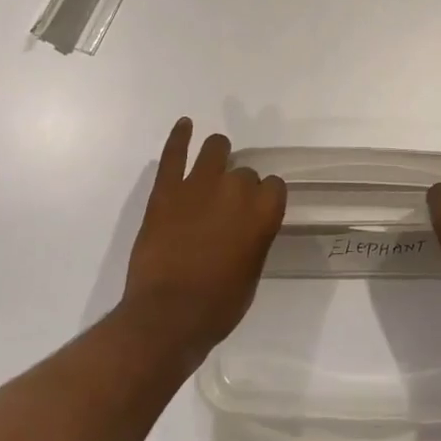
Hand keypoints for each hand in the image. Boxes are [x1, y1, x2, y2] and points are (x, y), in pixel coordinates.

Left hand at [122, 119, 286, 362]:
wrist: (168, 316)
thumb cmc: (217, 306)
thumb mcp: (251, 273)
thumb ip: (254, 239)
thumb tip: (245, 227)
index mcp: (263, 212)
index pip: (273, 187)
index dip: (263, 199)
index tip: (254, 213)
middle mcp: (236, 189)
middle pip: (244, 173)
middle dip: (238, 187)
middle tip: (224, 210)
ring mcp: (199, 185)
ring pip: (216, 149)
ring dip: (218, 155)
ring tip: (213, 164)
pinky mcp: (167, 189)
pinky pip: (175, 153)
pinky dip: (180, 136)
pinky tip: (184, 124)